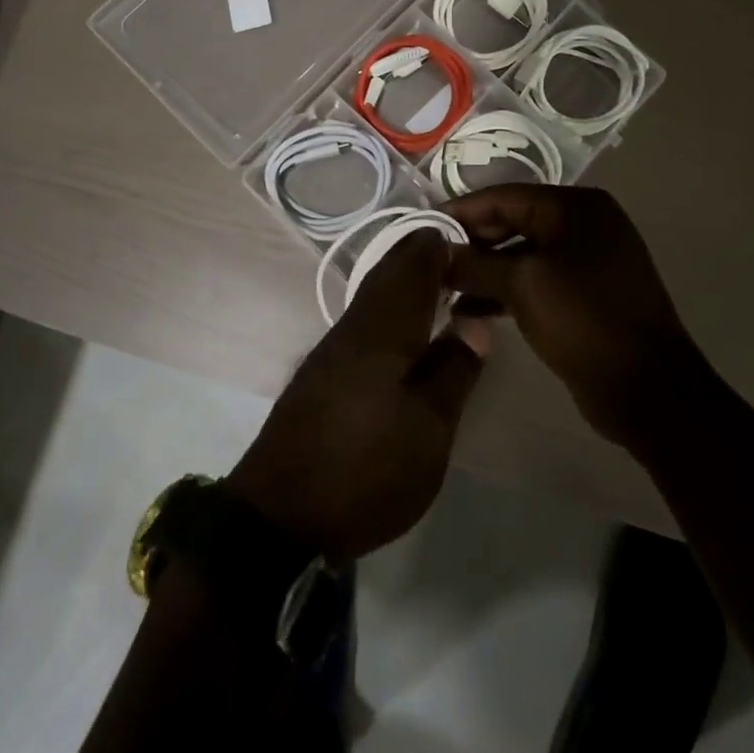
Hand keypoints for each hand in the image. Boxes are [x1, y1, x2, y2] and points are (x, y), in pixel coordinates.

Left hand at [227, 232, 490, 562]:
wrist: (279, 515)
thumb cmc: (365, 469)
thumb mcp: (428, 429)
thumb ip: (453, 370)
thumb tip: (474, 321)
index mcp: (383, 328)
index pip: (412, 266)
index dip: (438, 246)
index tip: (470, 238)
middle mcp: (355, 326)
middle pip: (388, 274)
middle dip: (420, 258)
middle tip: (458, 254)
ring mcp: (332, 350)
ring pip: (374, 296)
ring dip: (403, 282)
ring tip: (438, 285)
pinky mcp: (321, 374)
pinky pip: (364, 321)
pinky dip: (388, 309)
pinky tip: (402, 330)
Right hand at [443, 186, 704, 451]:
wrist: (648, 391)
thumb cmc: (584, 320)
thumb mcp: (522, 285)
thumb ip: (474, 263)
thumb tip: (434, 252)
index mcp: (576, 207)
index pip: (504, 196)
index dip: (460, 212)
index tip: (421, 228)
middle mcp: (584, 225)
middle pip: (512, 223)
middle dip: (471, 244)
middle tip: (430, 263)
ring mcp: (587, 261)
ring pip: (521, 255)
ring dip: (484, 271)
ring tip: (443, 291)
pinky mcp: (585, 295)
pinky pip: (535, 281)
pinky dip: (505, 291)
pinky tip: (471, 311)